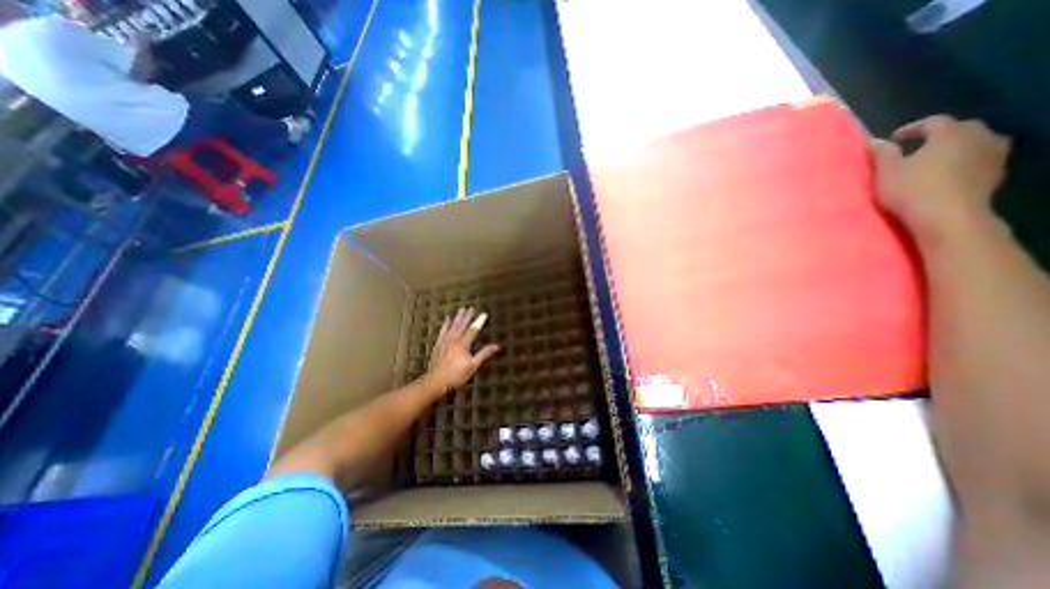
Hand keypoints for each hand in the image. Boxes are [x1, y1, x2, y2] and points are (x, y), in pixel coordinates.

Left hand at [425, 305, 498, 392]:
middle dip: (467, 316)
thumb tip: (496, 346)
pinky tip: (447, 319)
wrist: (436, 380)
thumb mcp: (473, 366)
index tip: (484, 314)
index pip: (473, 330)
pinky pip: (442, 331)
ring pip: (452, 326)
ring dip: (457, 318)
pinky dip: (445, 324)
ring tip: (461, 310)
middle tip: (471, 308)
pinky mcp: (438, 344)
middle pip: (462, 325)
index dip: (479, 322)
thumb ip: (484, 354)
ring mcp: (445, 341)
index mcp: (463, 344)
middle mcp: (454, 339)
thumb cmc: (457, 374)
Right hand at [871, 112, 1008, 239]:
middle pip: (960, 129)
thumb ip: (882, 154)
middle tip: (916, 148)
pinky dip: (965, 161)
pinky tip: (950, 172)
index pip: (933, 122)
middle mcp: (978, 137)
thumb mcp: (886, 172)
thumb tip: (875, 140)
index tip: (893, 139)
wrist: (947, 216)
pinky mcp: (996, 173)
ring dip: (956, 147)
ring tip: (935, 160)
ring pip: (975, 142)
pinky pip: (980, 159)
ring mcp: (993, 155)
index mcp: (950, 134)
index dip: (912, 128)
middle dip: (938, 136)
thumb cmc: (911, 190)